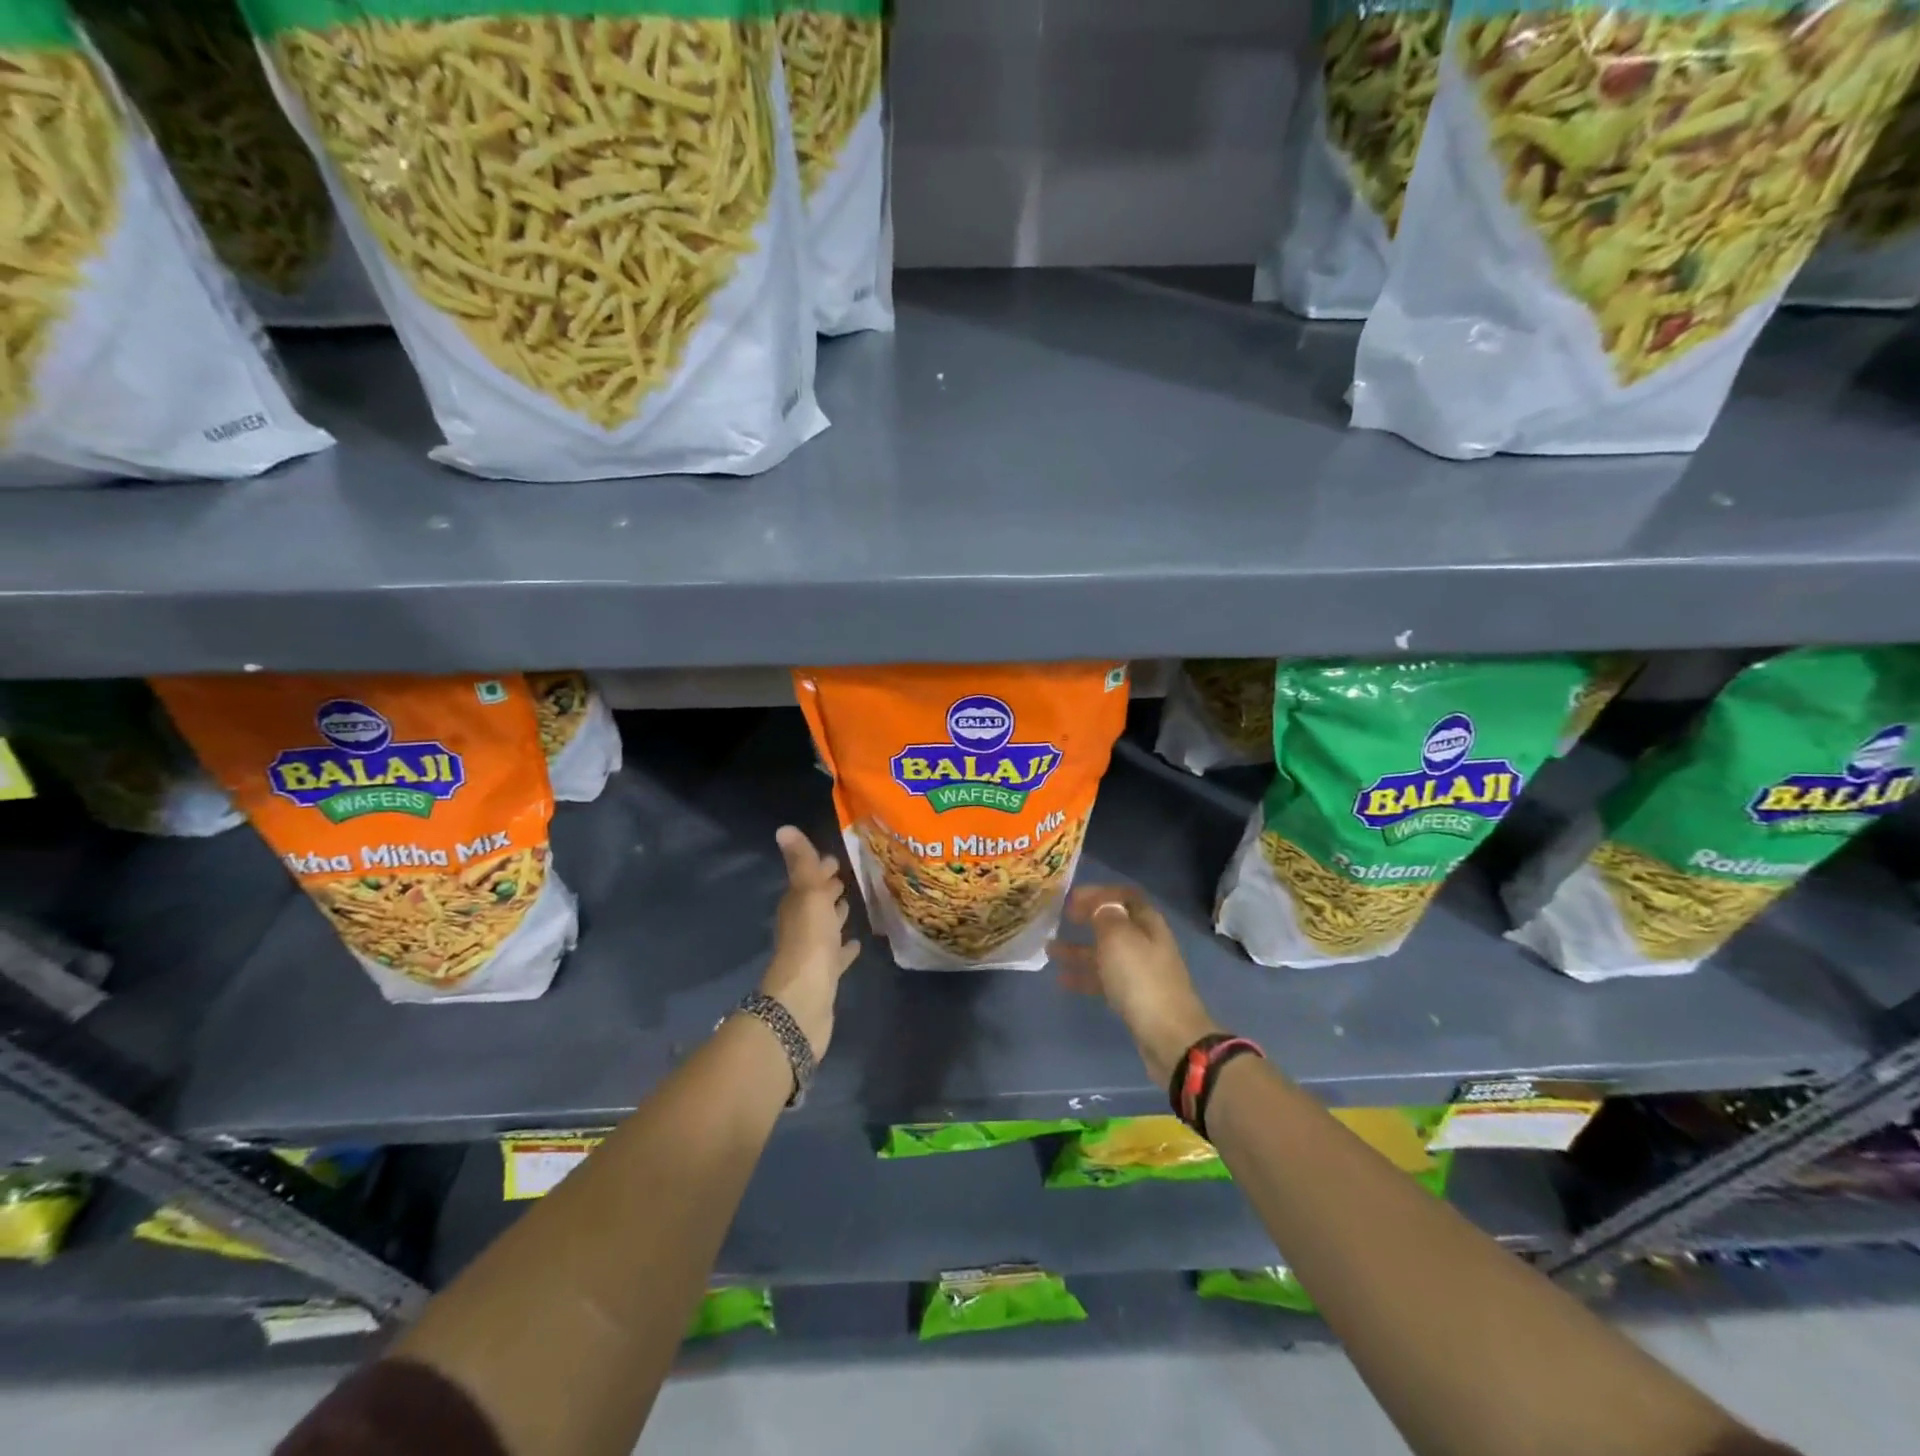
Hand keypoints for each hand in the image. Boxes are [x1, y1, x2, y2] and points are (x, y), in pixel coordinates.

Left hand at [760, 826, 859, 1059]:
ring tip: (855, 902)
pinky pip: (837, 955)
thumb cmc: (809, 940)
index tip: (836, 858)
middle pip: (815, 902)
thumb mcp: (808, 894)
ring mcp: (813, 952)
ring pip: (826, 927)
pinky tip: (857, 944)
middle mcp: (801, 926)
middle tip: (849, 875)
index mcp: (796, 905)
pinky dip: (845, 948)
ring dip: (836, 915)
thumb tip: (783, 828)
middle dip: (829, 888)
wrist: (804, 1000)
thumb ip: (802, 863)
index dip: (820, 868)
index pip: (807, 880)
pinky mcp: (826, 975)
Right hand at [1050, 885, 1219, 1085]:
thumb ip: (1106, 915)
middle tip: (1061, 919)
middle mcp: (1146, 943)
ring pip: (1105, 953)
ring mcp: (1141, 972)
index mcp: (1148, 923)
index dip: (1100, 893)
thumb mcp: (1119, 938)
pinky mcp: (1134, 998)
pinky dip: (1084, 977)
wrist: (1169, 1037)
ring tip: (1049, 950)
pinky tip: (1062, 980)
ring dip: (1079, 949)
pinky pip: (1104, 979)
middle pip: (1114, 924)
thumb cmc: (1141, 979)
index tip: (1072, 898)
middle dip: (1087, 920)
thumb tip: (1100, 905)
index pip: (1125, 896)